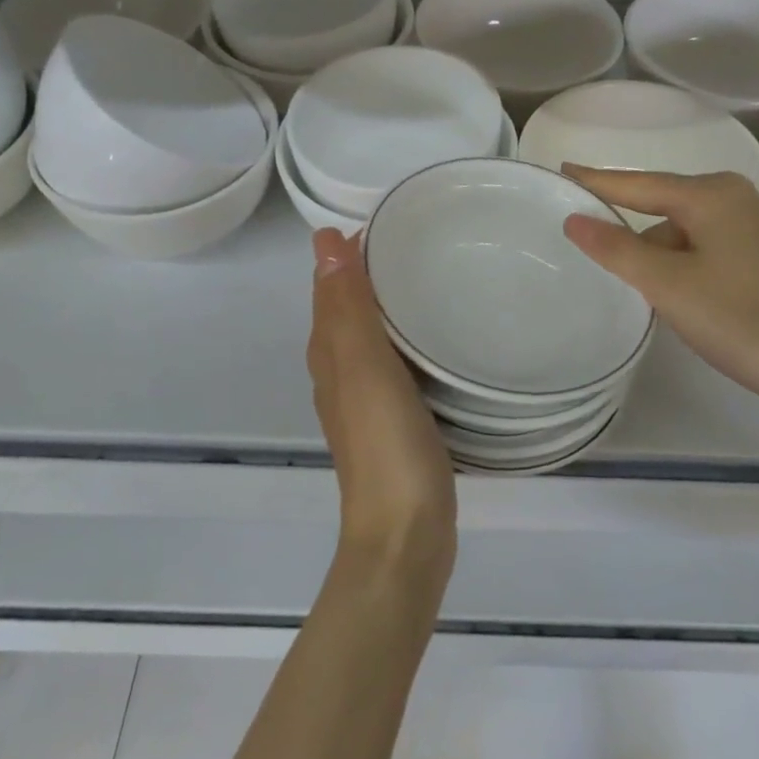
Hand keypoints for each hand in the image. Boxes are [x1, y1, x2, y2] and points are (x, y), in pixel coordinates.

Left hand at [307, 229, 455, 581]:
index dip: (347, 253)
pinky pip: (394, 367)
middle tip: (416, 241)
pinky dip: (404, 343)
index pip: (329, 289)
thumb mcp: (365, 367)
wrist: (404, 537)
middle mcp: (340, 375)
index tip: (388, 221)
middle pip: (347, 311)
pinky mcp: (395, 425)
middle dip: (368, 274)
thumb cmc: (388, 446)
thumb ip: (348, 307)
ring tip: (428, 279)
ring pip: (369, 339)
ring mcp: (366, 403)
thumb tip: (324, 241)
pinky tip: (433, 343)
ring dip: (387, 307)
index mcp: (331, 356)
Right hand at [560, 168, 758, 412]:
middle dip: (632, 230)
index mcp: (712, 194)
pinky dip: (685, 265)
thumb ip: (616, 248)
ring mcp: (758, 226)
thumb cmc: (738, 319)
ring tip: (646, 294)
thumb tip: (574, 219)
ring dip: (661, 257)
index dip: (598, 181)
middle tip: (594, 249)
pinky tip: (682, 296)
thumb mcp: (666, 284)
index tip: (563, 170)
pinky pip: (708, 247)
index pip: (639, 183)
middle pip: (664, 206)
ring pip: (687, 231)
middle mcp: (738, 197)